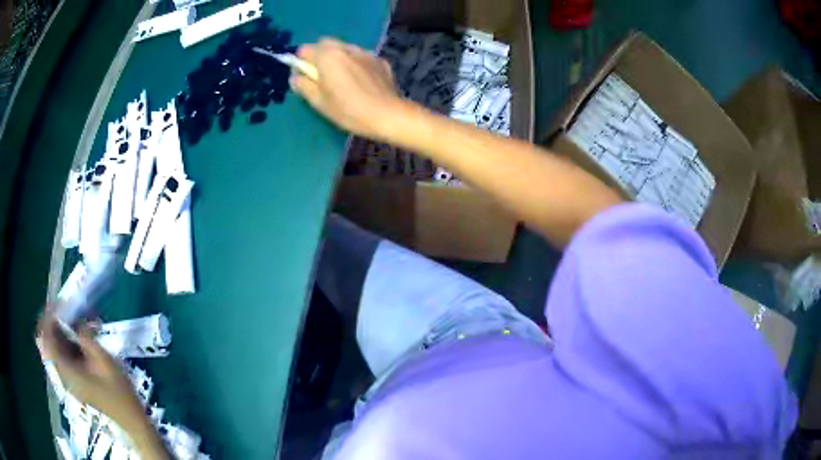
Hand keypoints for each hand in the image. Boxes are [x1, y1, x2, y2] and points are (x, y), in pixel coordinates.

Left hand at [37, 314, 143, 425]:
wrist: (131, 421)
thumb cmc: (119, 393)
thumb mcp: (104, 361)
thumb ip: (86, 338)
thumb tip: (76, 322)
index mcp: (67, 372)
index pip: (47, 340)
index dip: (48, 318)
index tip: (57, 303)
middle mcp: (63, 375)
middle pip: (49, 343)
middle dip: (54, 323)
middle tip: (66, 308)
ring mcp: (69, 380)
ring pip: (56, 349)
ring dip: (62, 332)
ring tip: (75, 320)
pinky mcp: (75, 382)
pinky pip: (64, 357)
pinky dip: (68, 343)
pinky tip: (80, 337)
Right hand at [290, 38, 403, 139]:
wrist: (388, 114)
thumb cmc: (348, 110)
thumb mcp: (319, 102)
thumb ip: (303, 85)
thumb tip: (295, 76)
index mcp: (328, 56)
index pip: (305, 49)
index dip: (300, 61)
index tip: (303, 75)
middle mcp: (346, 48)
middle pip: (326, 43)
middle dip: (319, 55)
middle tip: (320, 76)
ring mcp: (365, 53)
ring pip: (345, 48)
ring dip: (338, 58)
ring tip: (342, 79)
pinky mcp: (380, 61)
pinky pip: (361, 57)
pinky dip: (355, 64)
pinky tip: (360, 82)